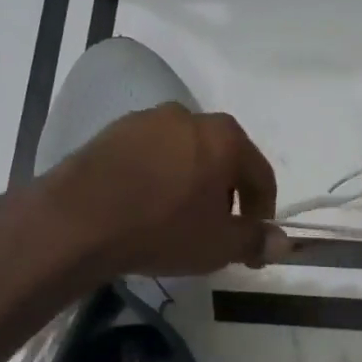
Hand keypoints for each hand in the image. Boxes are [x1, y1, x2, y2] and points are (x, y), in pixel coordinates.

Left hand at [44, 104, 291, 278]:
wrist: (78, 220)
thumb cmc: (162, 229)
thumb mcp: (218, 245)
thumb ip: (255, 240)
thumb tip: (283, 243)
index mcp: (225, 137)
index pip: (260, 174)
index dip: (262, 212)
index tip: (252, 242)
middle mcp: (188, 117)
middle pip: (222, 159)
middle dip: (225, 195)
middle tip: (216, 231)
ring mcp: (146, 120)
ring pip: (184, 155)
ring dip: (190, 184)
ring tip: (177, 221)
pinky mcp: (112, 132)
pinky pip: (149, 157)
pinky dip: (156, 179)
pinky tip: (144, 208)